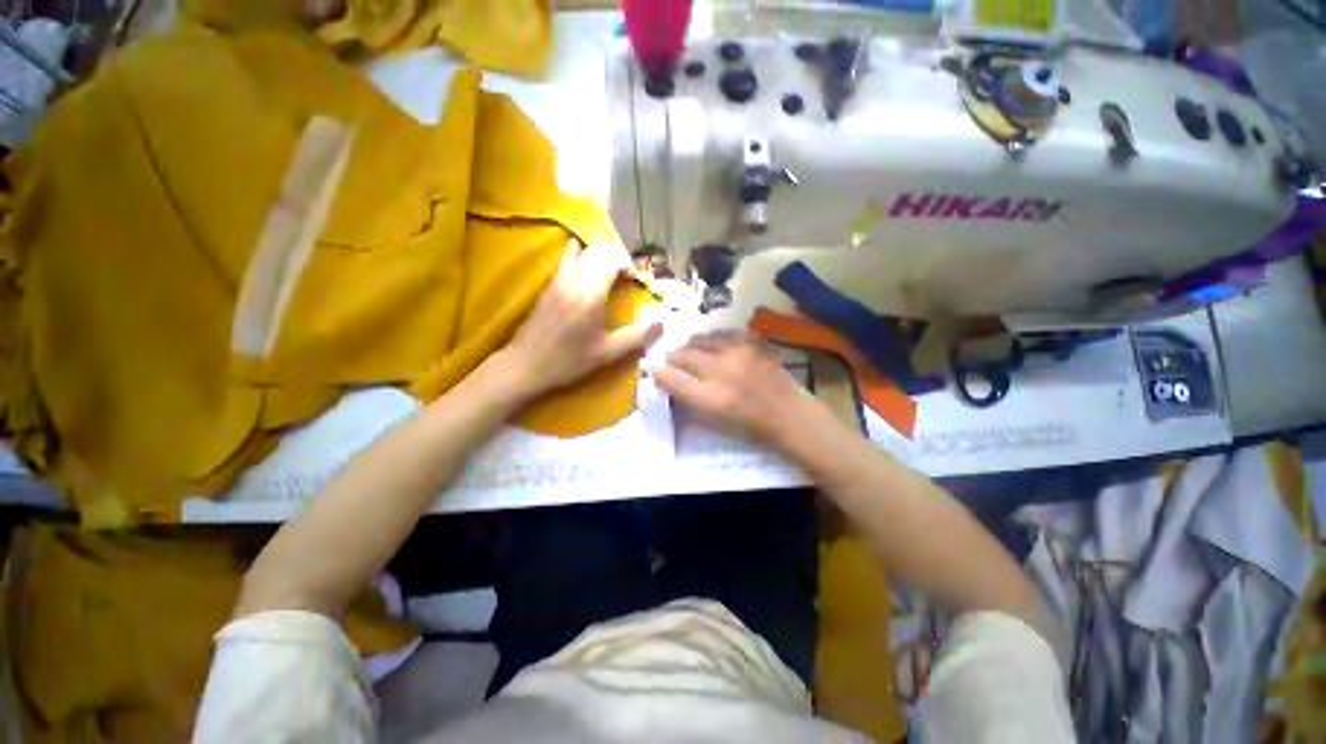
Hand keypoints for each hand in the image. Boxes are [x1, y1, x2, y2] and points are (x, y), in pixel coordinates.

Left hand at [503, 240, 660, 398]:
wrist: (525, 364)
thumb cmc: (568, 361)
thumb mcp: (607, 353)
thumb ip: (636, 336)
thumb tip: (661, 323)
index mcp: (590, 293)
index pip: (613, 258)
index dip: (629, 266)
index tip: (637, 283)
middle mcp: (574, 278)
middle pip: (600, 249)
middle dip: (619, 258)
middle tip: (628, 279)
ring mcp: (559, 278)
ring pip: (584, 250)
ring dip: (602, 257)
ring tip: (612, 276)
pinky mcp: (550, 283)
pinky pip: (568, 257)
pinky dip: (583, 256)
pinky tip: (588, 273)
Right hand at [654, 332, 813, 446]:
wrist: (789, 414)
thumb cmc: (748, 425)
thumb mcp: (711, 419)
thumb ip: (686, 397)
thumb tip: (666, 376)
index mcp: (709, 398)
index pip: (669, 377)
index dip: (659, 374)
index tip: (659, 373)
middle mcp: (721, 371)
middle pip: (681, 354)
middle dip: (674, 359)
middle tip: (678, 365)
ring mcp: (739, 351)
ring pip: (700, 339)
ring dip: (693, 348)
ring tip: (698, 356)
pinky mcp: (753, 341)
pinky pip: (722, 333)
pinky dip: (715, 341)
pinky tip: (719, 349)